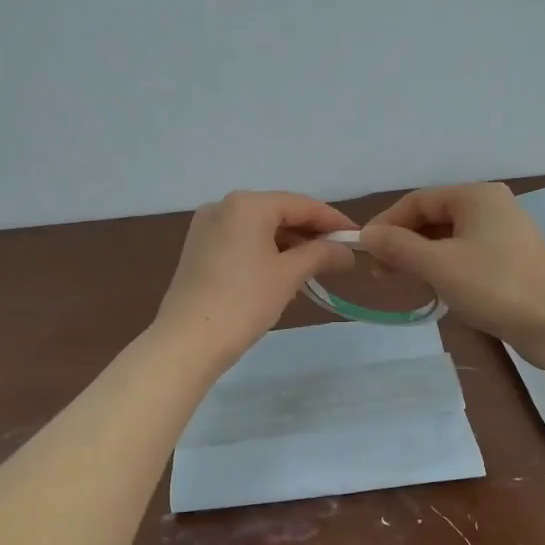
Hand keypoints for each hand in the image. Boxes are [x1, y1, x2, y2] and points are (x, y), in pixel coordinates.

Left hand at [154, 191, 356, 368]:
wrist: (188, 340)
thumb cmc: (244, 301)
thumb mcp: (289, 275)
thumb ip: (321, 254)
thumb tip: (347, 251)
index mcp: (247, 204)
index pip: (301, 204)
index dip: (332, 220)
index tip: (357, 238)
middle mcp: (223, 206)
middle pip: (278, 212)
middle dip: (309, 233)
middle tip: (338, 255)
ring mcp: (206, 227)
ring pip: (258, 228)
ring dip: (288, 244)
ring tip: (314, 267)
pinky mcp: (197, 249)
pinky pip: (240, 241)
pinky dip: (264, 251)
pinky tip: (281, 272)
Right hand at [360, 182, 544, 357]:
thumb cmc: (495, 285)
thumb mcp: (439, 265)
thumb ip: (398, 247)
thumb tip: (366, 235)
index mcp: (476, 195)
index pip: (418, 200)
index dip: (387, 223)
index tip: (365, 250)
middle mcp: (491, 206)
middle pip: (433, 217)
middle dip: (403, 242)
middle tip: (380, 271)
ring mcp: (503, 233)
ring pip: (448, 238)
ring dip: (420, 256)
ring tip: (401, 280)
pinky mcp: (509, 259)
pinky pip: (465, 253)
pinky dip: (442, 266)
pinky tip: (432, 286)